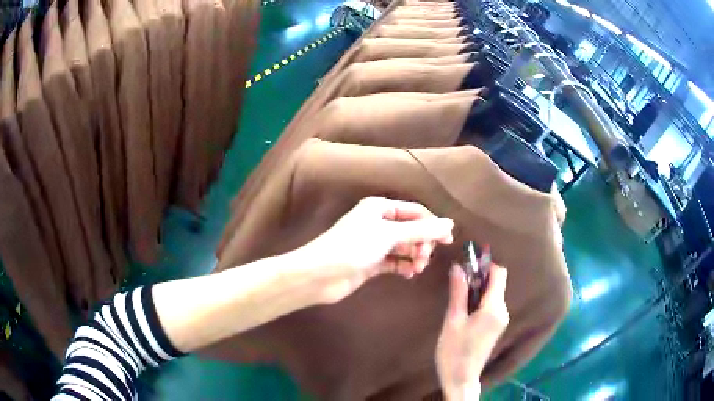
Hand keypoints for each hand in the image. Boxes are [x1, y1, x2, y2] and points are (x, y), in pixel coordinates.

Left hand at [298, 197, 453, 303]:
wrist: (320, 275)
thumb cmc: (353, 247)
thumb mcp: (389, 235)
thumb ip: (420, 231)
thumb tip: (449, 223)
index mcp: (380, 208)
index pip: (415, 212)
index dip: (432, 224)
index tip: (448, 240)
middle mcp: (378, 223)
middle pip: (411, 230)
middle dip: (422, 243)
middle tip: (426, 258)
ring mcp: (375, 244)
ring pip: (404, 247)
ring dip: (414, 256)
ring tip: (418, 268)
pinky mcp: (371, 263)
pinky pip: (395, 262)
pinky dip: (404, 266)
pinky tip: (409, 273)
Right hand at [436, 263, 508, 400]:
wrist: (461, 379)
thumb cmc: (454, 351)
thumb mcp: (453, 321)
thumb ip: (458, 292)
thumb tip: (458, 267)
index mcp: (494, 308)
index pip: (499, 274)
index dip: (485, 264)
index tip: (467, 262)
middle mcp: (503, 311)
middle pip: (497, 283)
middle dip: (479, 276)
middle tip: (457, 278)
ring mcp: (501, 320)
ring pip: (493, 293)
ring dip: (478, 288)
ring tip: (457, 293)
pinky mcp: (496, 326)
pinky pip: (491, 304)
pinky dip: (480, 299)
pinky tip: (464, 307)